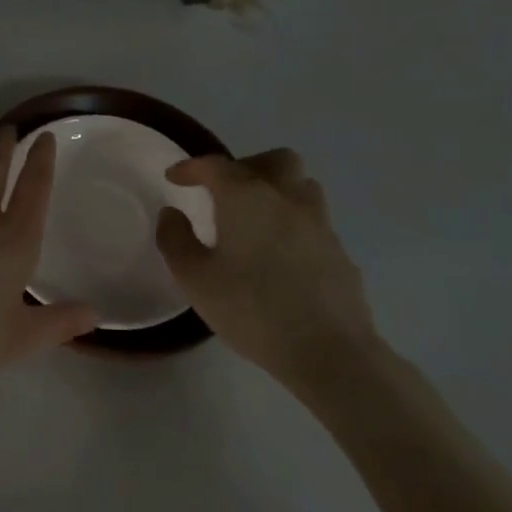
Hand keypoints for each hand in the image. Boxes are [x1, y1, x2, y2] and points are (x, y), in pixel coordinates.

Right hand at [155, 149, 376, 393]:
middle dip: (245, 166)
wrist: (330, 351)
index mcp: (246, 197)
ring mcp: (319, 223)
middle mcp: (286, 198)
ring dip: (276, 190)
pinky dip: (292, 223)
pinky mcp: (339, 251)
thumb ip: (175, 239)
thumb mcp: (194, 278)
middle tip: (224, 191)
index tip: (174, 178)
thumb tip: (172, 213)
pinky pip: (312, 220)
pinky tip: (279, 255)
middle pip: (274, 160)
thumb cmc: (252, 309)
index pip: (215, 165)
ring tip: (254, 218)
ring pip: (300, 186)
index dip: (191, 168)